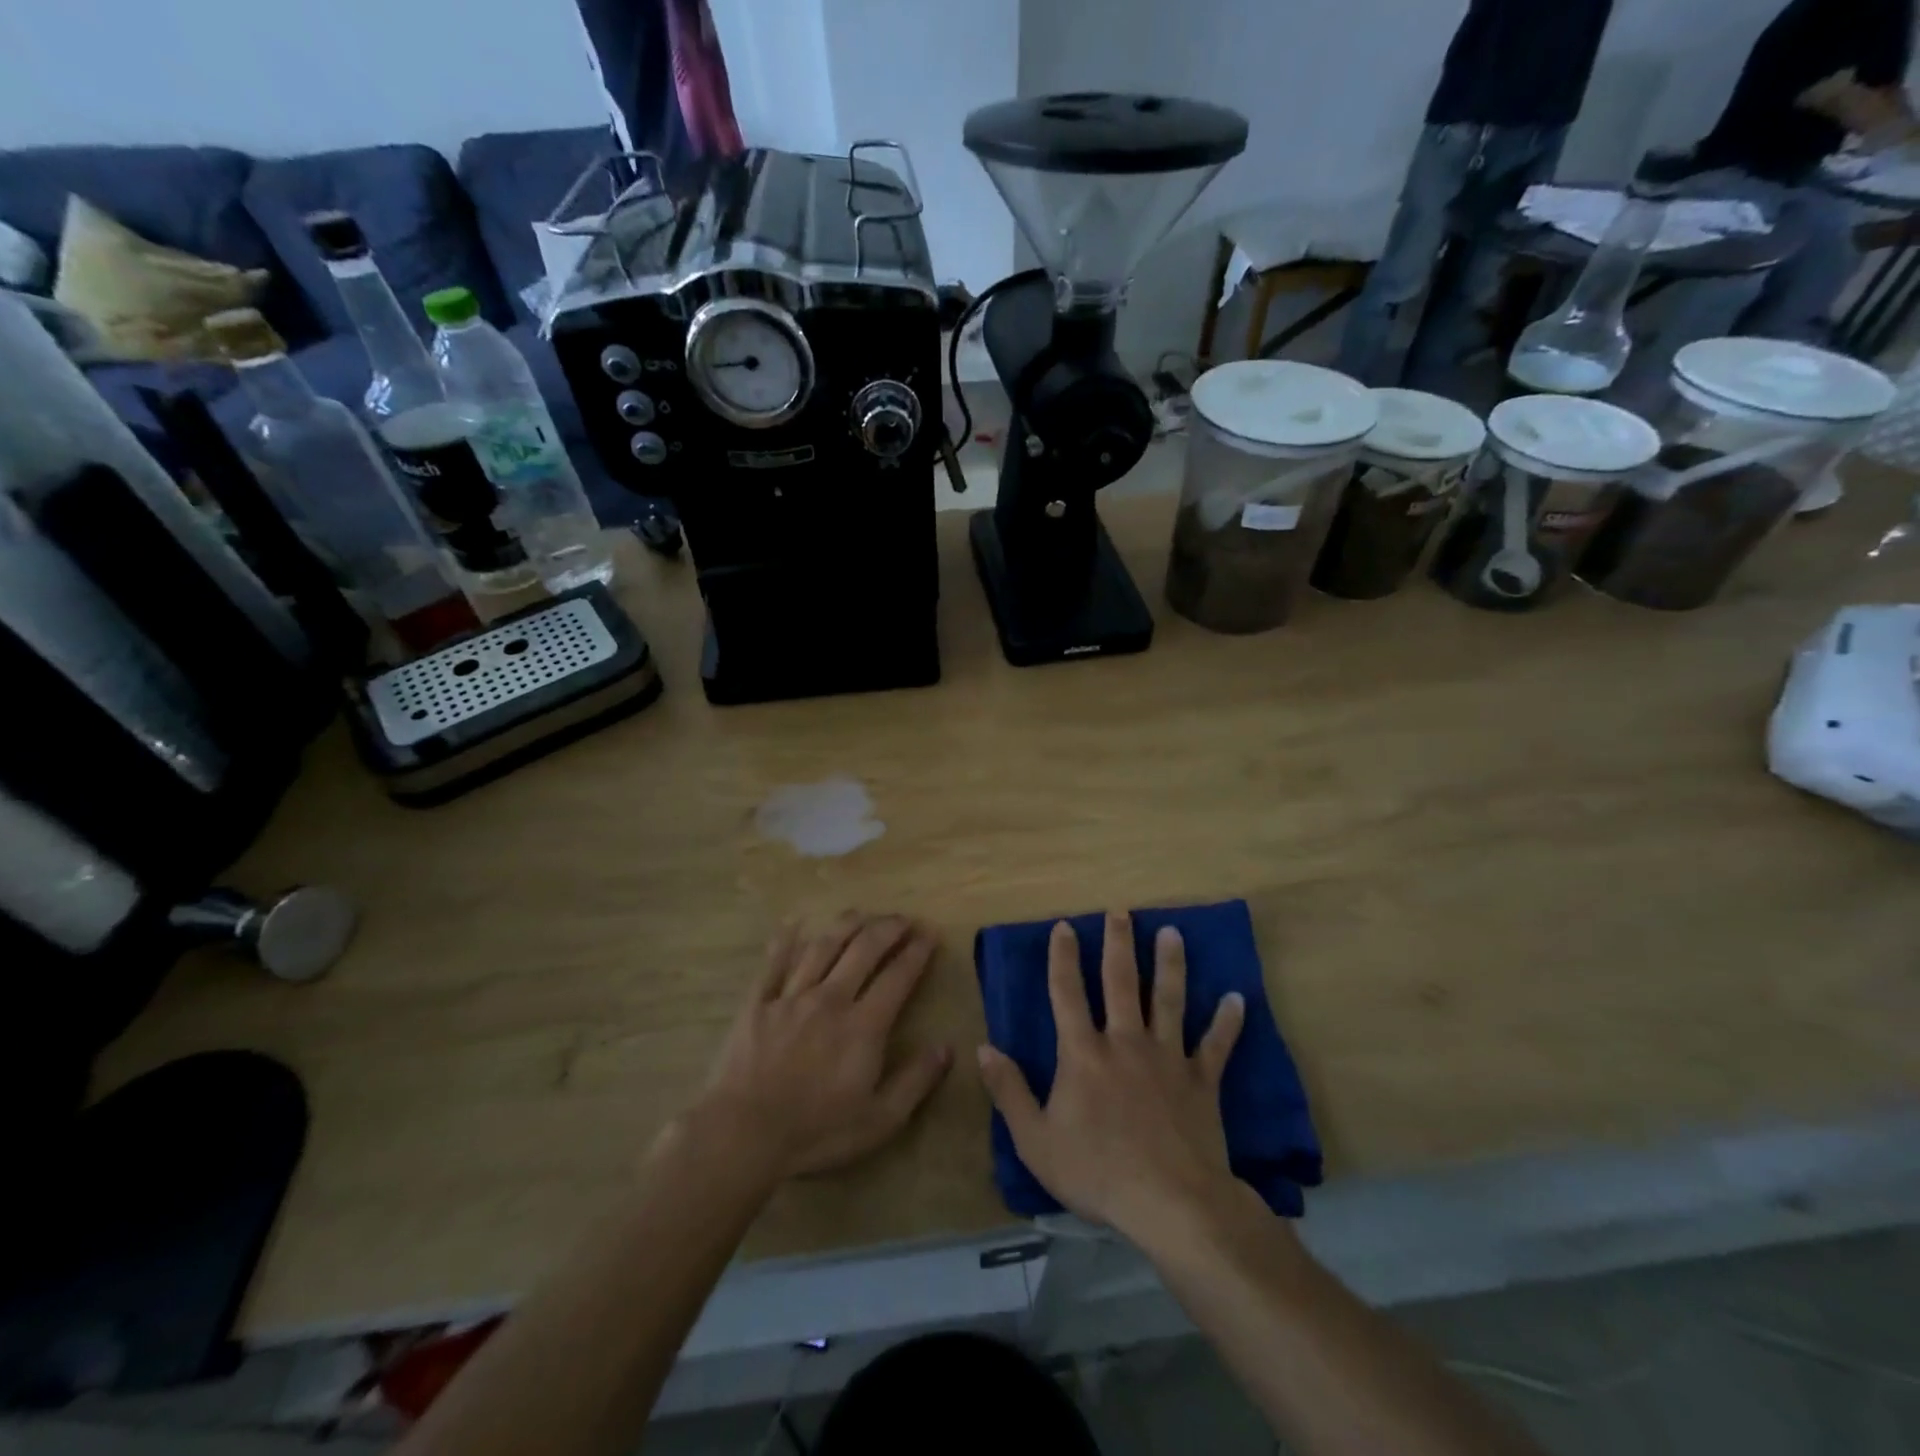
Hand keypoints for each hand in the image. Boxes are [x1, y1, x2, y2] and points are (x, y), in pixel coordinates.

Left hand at [691, 913, 952, 1182]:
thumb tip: (947, 1047)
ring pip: (823, 946)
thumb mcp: (879, 1120)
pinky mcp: (758, 1003)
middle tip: (902, 918)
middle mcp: (831, 998)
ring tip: (861, 913)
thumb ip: (916, 1081)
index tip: (930, 933)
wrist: (743, 1134)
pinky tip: (795, 923)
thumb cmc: (816, 1131)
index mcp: (863, 1025)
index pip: (898, 976)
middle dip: (887, 928)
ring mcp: (791, 997)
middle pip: (863, 949)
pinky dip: (785, 940)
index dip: (917, 951)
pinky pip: (774, 962)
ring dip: (846, 925)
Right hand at [976, 913, 1245, 1241]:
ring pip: (1169, 1000)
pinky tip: (1237, 998)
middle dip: (1119, 944)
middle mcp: (1125, 1042)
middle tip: (1121, 912)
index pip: (1067, 993)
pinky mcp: (1201, 1081)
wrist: (1169, 1203)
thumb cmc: (1096, 1172)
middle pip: (1121, 982)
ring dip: (1170, 964)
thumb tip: (983, 1047)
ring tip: (1173, 932)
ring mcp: (1167, 1058)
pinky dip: (1227, 1022)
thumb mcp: (1035, 1140)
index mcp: (1083, 1053)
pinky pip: (1216, 1045)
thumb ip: (1009, 1091)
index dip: (1063, 957)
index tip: (1064, 926)